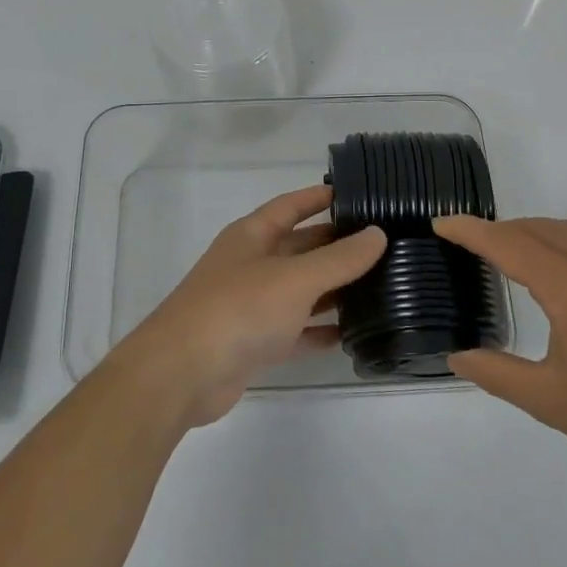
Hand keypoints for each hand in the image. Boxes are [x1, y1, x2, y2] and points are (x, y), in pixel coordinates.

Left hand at [118, 186, 385, 427]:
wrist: (182, 373)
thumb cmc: (238, 309)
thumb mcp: (295, 278)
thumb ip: (339, 258)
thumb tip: (377, 234)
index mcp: (252, 235)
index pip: (291, 205)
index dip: (320, 197)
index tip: (357, 193)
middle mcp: (251, 264)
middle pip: (300, 247)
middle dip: (336, 245)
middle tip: (383, 245)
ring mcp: (251, 304)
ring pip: (300, 290)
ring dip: (333, 289)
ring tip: (380, 286)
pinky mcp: (254, 342)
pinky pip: (294, 330)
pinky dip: (319, 330)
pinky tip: (351, 334)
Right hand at [436, 216, 566, 476]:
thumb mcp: (550, 401)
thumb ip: (498, 375)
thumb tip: (457, 358)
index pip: (508, 244)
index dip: (471, 231)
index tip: (441, 223)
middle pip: (538, 229)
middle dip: (499, 228)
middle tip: (468, 243)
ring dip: (532, 233)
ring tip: (507, 252)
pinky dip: (559, 244)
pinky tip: (558, 276)